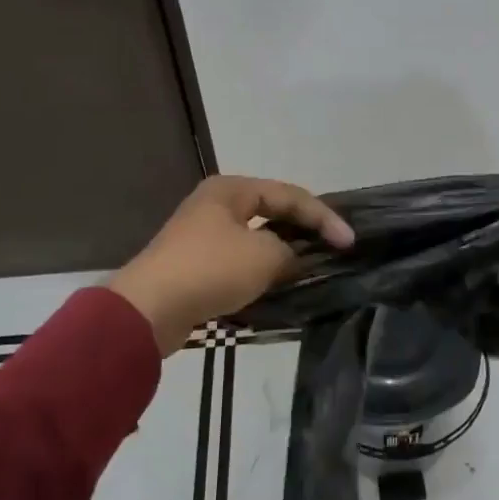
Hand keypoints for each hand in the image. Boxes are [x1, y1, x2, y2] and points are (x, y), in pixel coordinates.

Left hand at [109, 176, 353, 355]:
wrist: (149, 310)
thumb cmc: (211, 269)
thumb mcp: (265, 256)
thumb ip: (291, 252)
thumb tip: (292, 259)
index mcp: (231, 189)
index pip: (290, 195)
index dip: (323, 217)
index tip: (349, 242)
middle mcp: (216, 205)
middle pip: (272, 212)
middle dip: (304, 229)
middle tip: (333, 247)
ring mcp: (202, 235)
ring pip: (256, 238)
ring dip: (283, 252)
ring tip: (312, 266)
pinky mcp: (196, 266)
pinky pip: (240, 261)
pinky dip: (263, 269)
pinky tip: (279, 283)